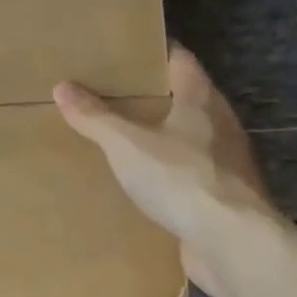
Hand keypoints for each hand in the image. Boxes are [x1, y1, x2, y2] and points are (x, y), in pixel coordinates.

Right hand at [54, 45, 277, 296]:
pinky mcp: (224, 197)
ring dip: (162, 136)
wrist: (233, 244)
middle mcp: (221, 125)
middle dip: (153, 95)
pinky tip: (143, 181)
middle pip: (186, 98)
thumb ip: (95, 117)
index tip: (126, 51)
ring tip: (122, 136)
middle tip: (112, 93)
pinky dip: (168, 172)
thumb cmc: (181, 179)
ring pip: (189, 138)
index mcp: (201, 101)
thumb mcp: (126, 144)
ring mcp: (227, 164)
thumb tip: (62, 87)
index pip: (180, 61)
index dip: (155, 52)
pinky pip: (190, 174)